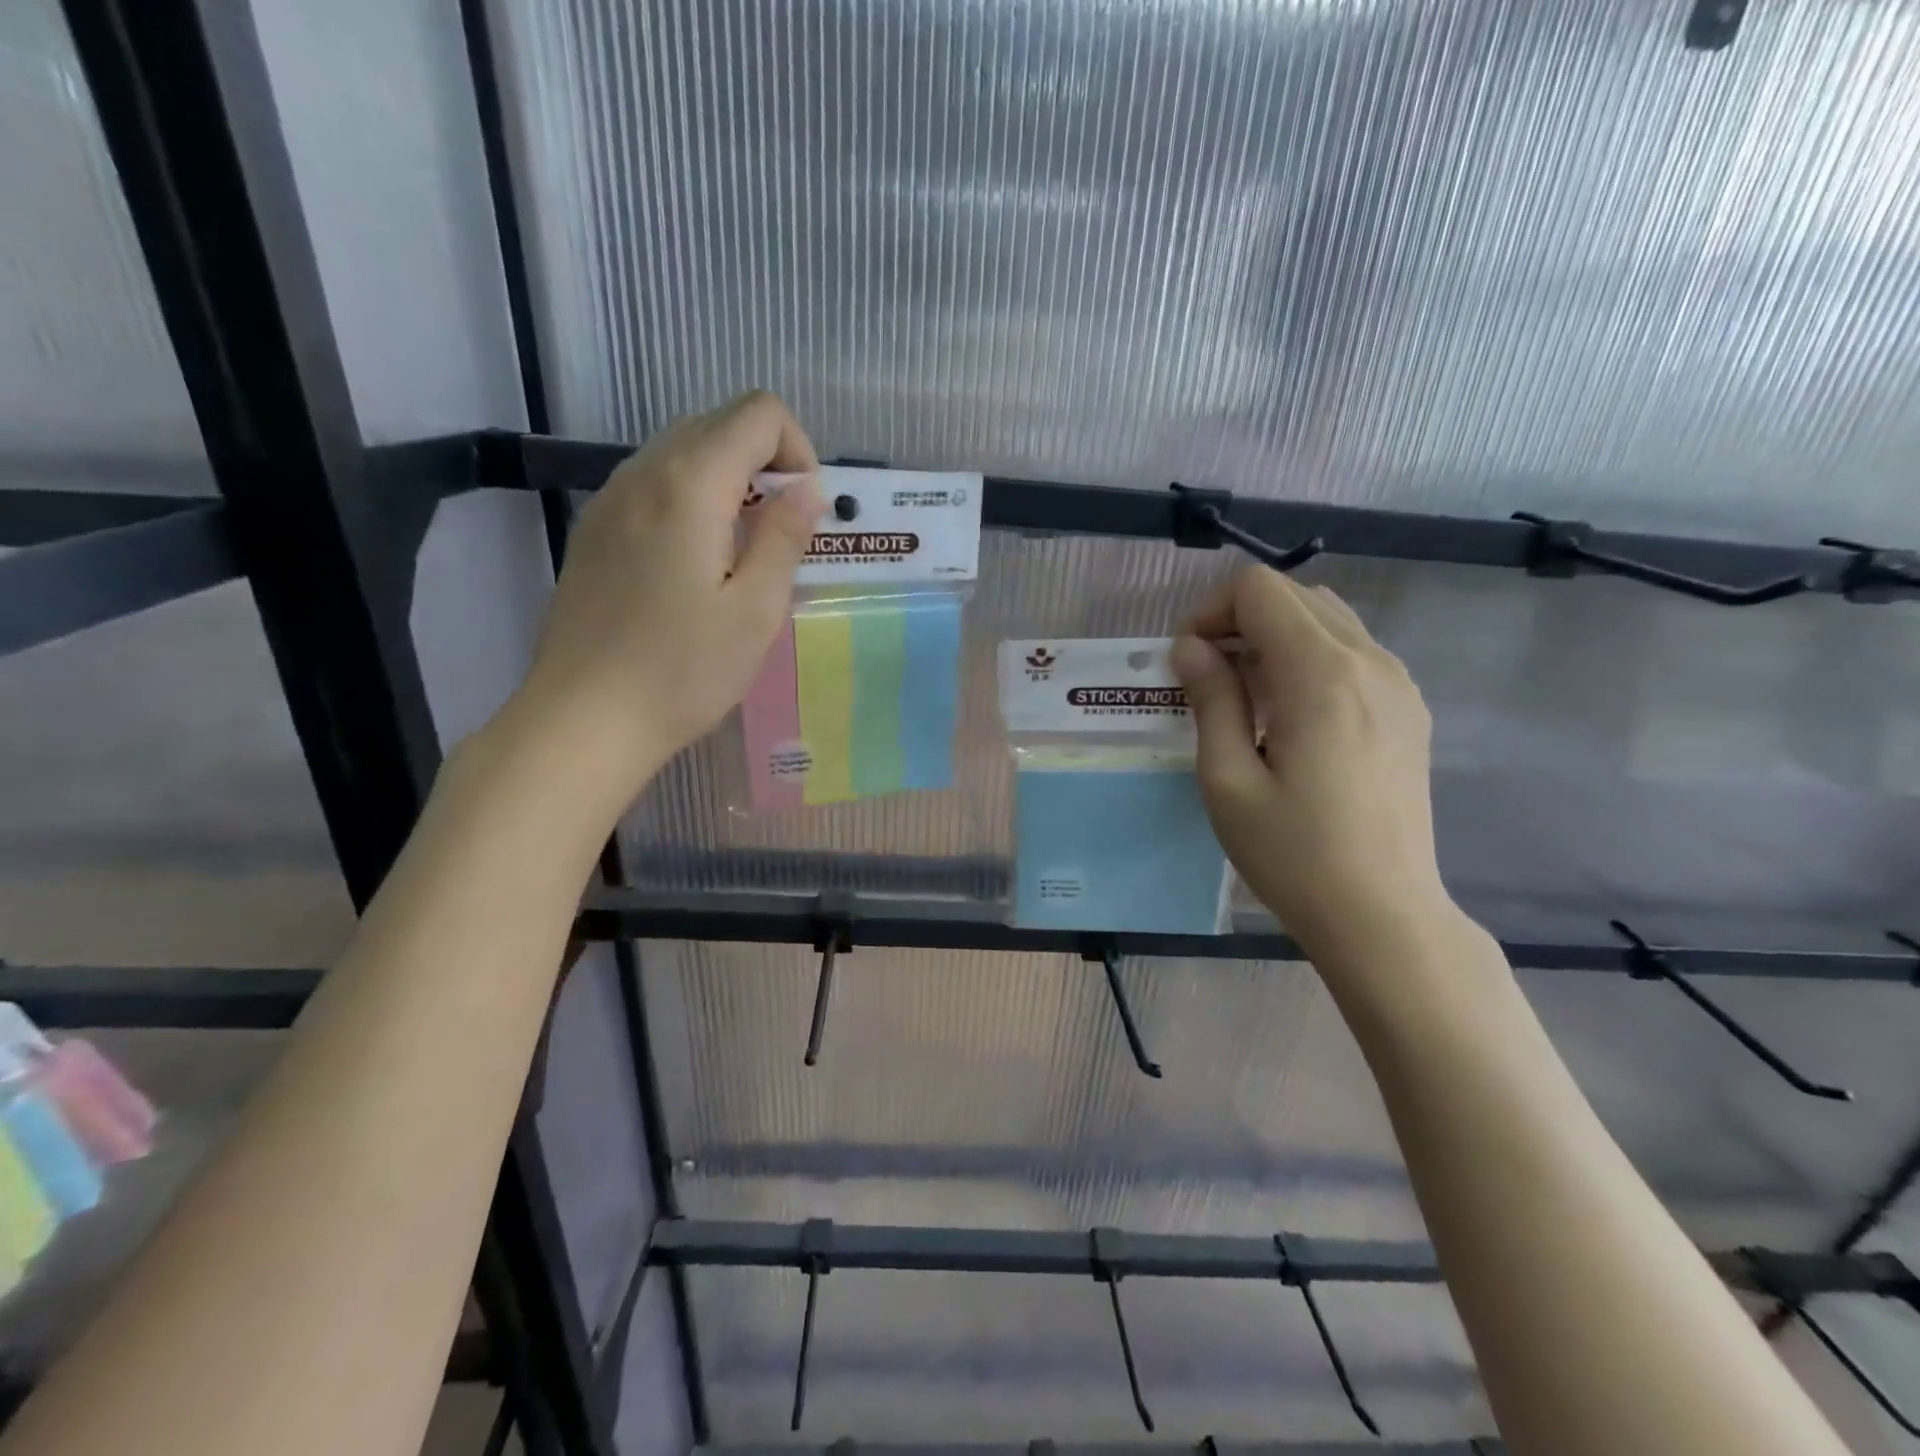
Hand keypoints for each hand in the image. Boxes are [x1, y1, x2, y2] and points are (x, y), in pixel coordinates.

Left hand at [516, 391, 823, 798]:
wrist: (584, 719)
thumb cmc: (683, 671)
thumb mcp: (756, 610)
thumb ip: (785, 536)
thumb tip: (807, 488)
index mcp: (690, 484)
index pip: (757, 412)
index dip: (797, 449)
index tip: (802, 513)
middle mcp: (643, 472)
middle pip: (718, 423)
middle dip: (765, 462)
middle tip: (780, 536)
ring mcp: (610, 499)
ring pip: (683, 451)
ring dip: (729, 481)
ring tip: (742, 553)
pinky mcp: (595, 529)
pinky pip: (654, 484)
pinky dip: (693, 499)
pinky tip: (697, 564)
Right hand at [1170, 567, 1448, 952]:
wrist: (1382, 914)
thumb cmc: (1293, 854)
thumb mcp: (1228, 780)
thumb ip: (1211, 700)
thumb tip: (1191, 648)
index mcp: (1321, 674)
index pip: (1260, 590)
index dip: (1211, 612)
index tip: (1189, 664)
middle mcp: (1369, 662)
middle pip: (1295, 594)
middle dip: (1239, 620)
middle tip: (1207, 679)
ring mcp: (1398, 683)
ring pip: (1326, 619)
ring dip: (1275, 637)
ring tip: (1246, 698)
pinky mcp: (1408, 708)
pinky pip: (1352, 652)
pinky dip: (1309, 658)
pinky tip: (1290, 716)